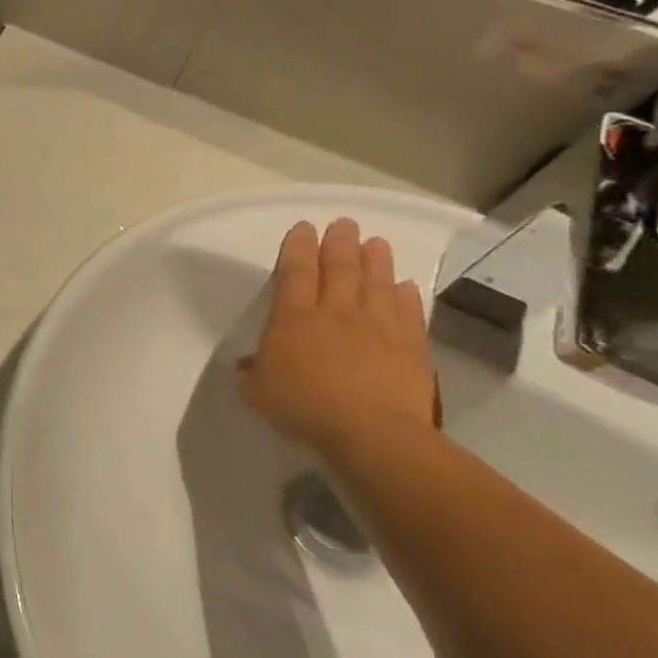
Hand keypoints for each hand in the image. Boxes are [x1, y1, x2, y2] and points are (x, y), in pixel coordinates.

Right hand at [238, 219, 438, 459]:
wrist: (370, 433)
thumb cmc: (303, 408)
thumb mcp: (257, 392)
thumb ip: (252, 372)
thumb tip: (247, 363)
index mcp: (293, 319)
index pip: (294, 273)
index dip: (297, 248)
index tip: (303, 227)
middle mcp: (335, 313)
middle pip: (339, 269)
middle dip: (339, 243)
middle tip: (344, 224)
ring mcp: (377, 328)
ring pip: (376, 284)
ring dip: (376, 261)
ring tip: (377, 242)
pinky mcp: (410, 348)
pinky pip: (409, 314)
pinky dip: (407, 296)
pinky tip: (406, 285)